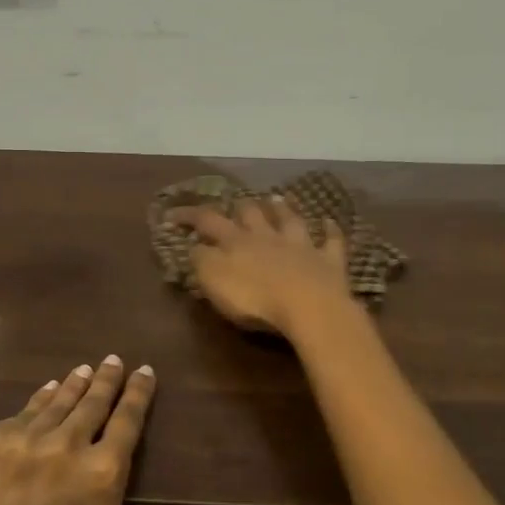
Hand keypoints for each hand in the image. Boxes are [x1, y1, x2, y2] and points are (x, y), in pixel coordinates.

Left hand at [0, 357, 242, 504]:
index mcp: (103, 468)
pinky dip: (40, 398)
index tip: (144, 370)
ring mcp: (25, 436)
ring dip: (75, 382)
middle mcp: (67, 443)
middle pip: (93, 400)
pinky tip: (49, 389)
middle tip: (113, 359)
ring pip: (58, 399)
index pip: (127, 418)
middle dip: (106, 378)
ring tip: (85, 368)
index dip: (138, 392)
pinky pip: (23, 409)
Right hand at [167, 196, 352, 336]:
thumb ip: (201, 261)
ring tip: (277, 198)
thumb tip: (194, 245)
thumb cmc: (254, 298)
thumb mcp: (214, 281)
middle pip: (252, 214)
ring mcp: (301, 246)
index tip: (173, 214)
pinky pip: (331, 241)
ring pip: (290, 221)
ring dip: (283, 209)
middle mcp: (268, 236)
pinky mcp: (328, 262)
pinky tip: (330, 222)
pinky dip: (330, 230)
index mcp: (236, 242)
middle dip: (242, 206)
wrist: (309, 306)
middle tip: (237, 200)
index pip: (208, 221)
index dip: (190, 216)